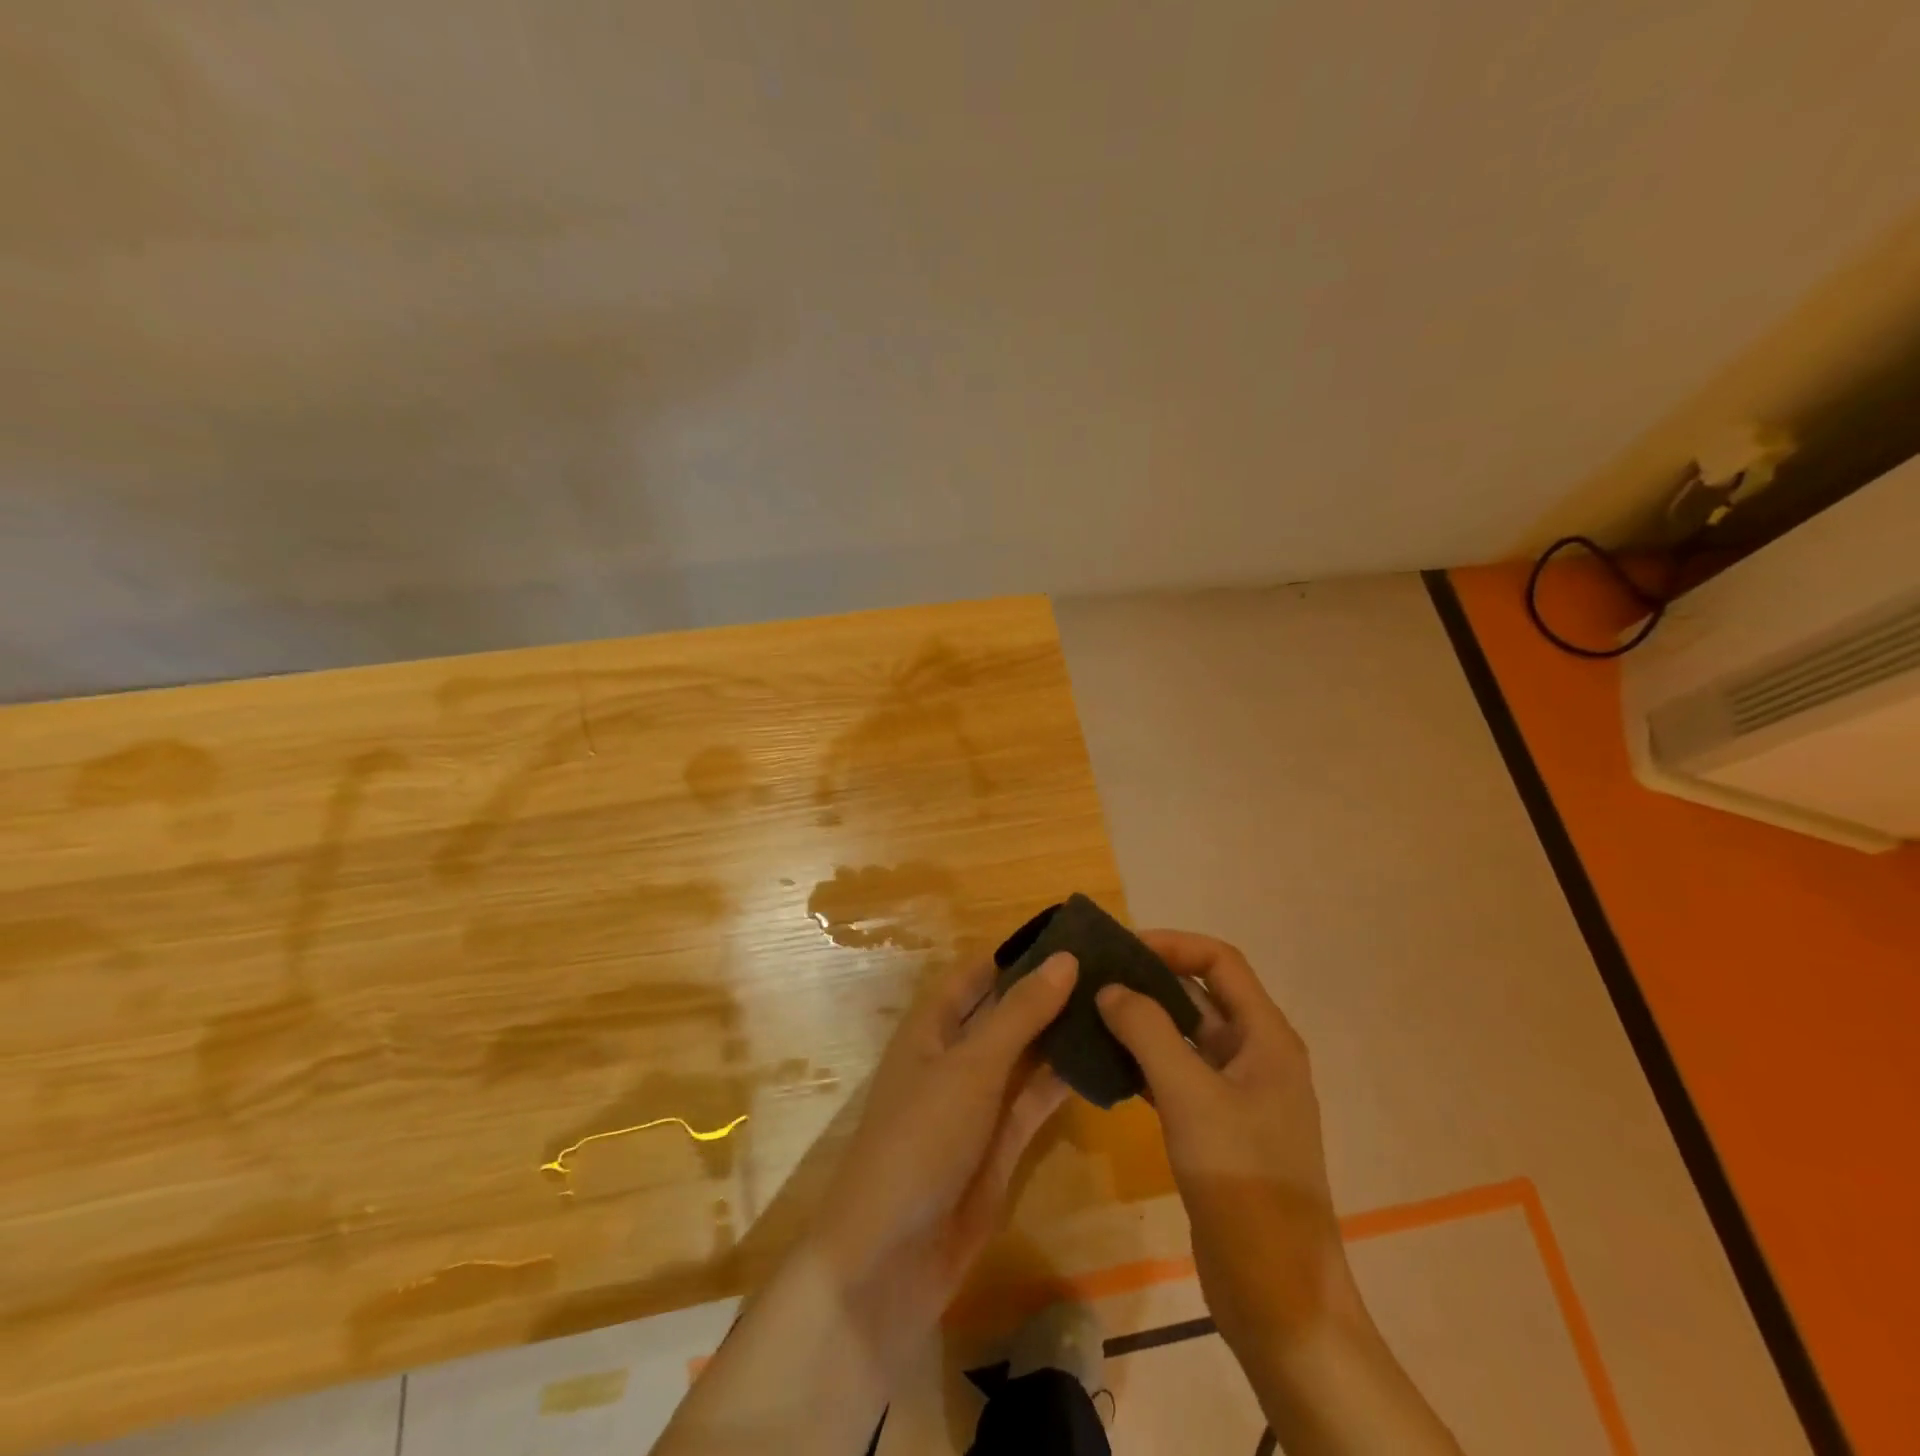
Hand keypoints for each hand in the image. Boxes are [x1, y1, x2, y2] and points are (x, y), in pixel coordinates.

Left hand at [807, 949, 1078, 1347]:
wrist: (891, 1257)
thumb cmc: (921, 1138)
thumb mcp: (971, 1066)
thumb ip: (1020, 1013)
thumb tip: (1066, 958)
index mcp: (932, 1025)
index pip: (979, 971)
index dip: (1019, 951)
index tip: (1073, 932)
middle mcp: (956, 1055)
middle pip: (1007, 1010)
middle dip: (1050, 990)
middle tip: (1113, 967)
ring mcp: (980, 1100)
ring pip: (1027, 1054)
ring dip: (1064, 1033)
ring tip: (1120, 1005)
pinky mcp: (1002, 1142)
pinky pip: (1037, 1098)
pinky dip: (1066, 1079)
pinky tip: (1108, 1059)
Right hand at [1095, 931, 1358, 1360]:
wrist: (1277, 1296)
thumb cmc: (1243, 1183)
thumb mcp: (1191, 1097)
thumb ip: (1148, 1032)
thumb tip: (1110, 988)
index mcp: (1266, 1037)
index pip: (1219, 961)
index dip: (1173, 944)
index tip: (1120, 948)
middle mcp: (1255, 1055)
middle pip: (1200, 995)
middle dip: (1150, 980)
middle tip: (1093, 977)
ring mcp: (1237, 1095)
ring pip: (1184, 1037)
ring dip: (1143, 1022)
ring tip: (1089, 1014)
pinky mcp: (1217, 1129)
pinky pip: (1177, 1076)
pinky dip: (1144, 1063)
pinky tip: (1105, 1065)